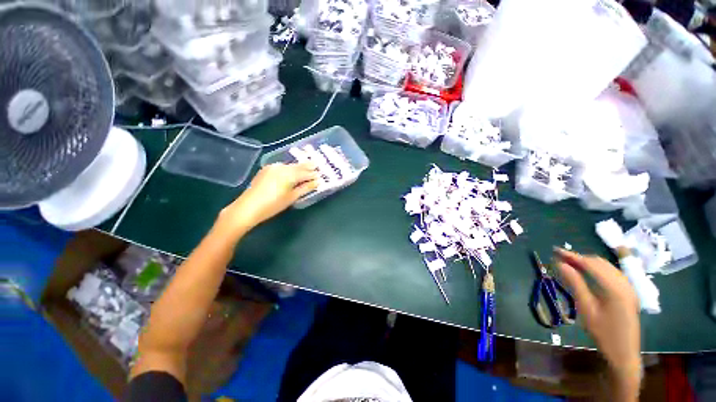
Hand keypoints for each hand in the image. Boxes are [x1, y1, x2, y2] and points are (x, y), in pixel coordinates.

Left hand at [219, 163, 318, 232]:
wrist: (248, 207)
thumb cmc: (273, 205)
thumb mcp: (291, 197)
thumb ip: (305, 188)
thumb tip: (317, 182)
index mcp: (289, 174)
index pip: (306, 173)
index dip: (314, 174)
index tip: (321, 174)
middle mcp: (281, 167)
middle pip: (298, 166)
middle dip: (308, 167)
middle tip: (317, 165)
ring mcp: (273, 167)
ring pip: (290, 166)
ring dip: (299, 167)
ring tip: (307, 169)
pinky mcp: (266, 170)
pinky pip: (282, 167)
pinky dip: (290, 169)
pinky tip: (292, 172)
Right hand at [554, 248, 640, 397]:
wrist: (624, 353)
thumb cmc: (603, 333)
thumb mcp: (586, 309)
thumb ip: (575, 284)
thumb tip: (561, 265)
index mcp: (615, 288)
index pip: (591, 265)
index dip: (573, 256)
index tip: (556, 251)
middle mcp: (624, 283)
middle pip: (600, 263)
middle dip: (580, 258)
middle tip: (560, 257)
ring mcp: (629, 287)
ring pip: (607, 266)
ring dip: (588, 262)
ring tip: (570, 263)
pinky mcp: (628, 292)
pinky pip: (612, 273)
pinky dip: (597, 269)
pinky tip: (587, 272)